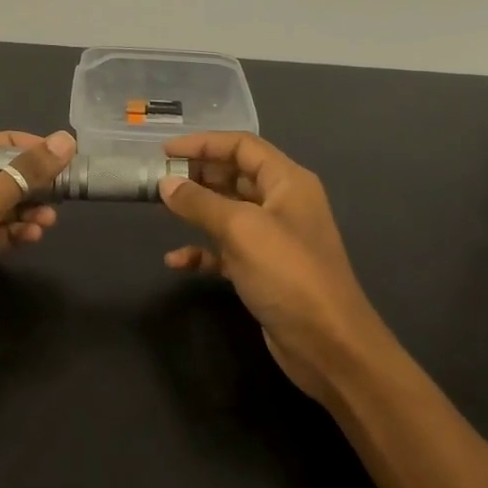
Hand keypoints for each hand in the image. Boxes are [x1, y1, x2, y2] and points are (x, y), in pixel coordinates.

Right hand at [159, 133, 386, 400]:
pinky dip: (203, 251)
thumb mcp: (241, 230)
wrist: (328, 344)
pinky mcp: (264, 270)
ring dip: (197, 210)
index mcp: (287, 182)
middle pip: (235, 175)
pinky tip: (177, 261)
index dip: (204, 143)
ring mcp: (274, 238)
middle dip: (198, 175)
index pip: (242, 146)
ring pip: (229, 212)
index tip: (165, 151)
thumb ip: (200, 203)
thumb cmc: (288, 274)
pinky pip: (227, 250)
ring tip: (162, 210)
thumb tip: (166, 183)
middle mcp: (283, 203)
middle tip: (159, 178)